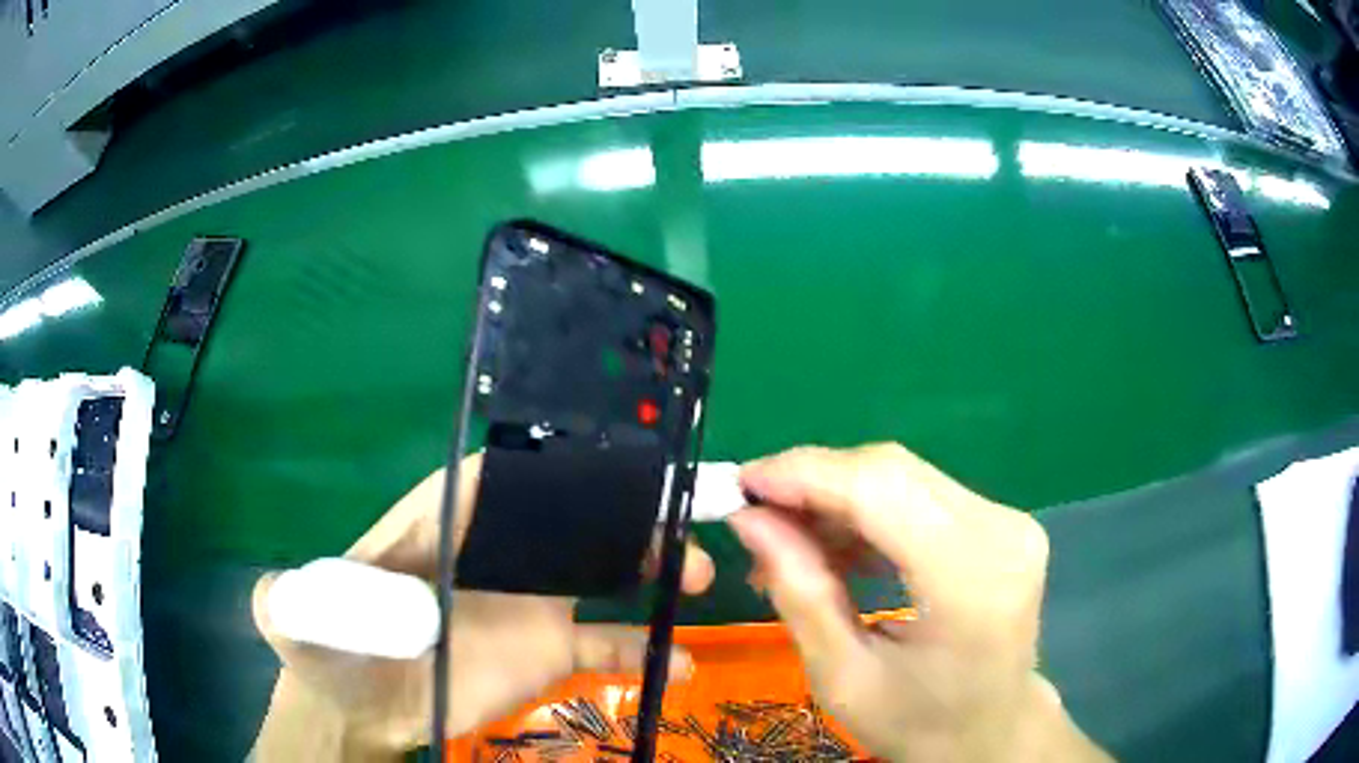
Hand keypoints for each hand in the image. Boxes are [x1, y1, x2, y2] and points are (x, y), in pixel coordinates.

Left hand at [251, 453, 714, 759]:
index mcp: (436, 523)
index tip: (603, 465)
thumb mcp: (296, 617)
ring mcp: (527, 600)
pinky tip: (684, 659)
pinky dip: (645, 646)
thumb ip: (289, 599)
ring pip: (600, 567)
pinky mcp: (547, 648)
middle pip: (564, 514)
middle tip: (677, 516)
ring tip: (697, 576)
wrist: (364, 705)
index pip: (496, 477)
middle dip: (622, 507)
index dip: (547, 464)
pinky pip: (607, 640)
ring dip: (652, 563)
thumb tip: (283, 591)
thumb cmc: (331, 651)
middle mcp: (492, 550)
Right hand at [729, 444, 1109, 762]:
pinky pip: (920, 495)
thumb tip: (749, 518)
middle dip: (814, 483)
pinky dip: (869, 511)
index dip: (806, 474)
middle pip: (892, 471)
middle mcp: (1000, 532)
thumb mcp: (842, 678)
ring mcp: (1008, 521)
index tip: (741, 484)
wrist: (992, 731)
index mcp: (970, 581)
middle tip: (757, 519)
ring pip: (903, 476)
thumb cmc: (917, 723)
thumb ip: (801, 593)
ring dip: (838, 498)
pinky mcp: (1001, 522)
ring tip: (791, 546)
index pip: (882, 490)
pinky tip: (839, 549)